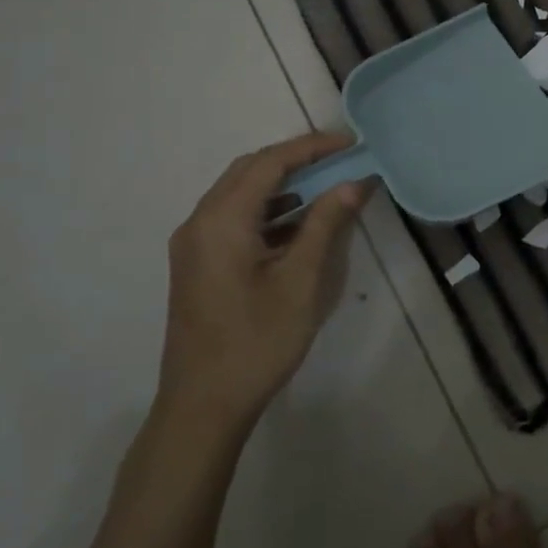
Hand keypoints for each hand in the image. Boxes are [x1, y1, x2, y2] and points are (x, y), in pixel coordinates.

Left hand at [158, 133, 371, 428]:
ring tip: (327, 186)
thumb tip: (352, 183)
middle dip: (296, 159)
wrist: (204, 404)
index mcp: (221, 222)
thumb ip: (325, 225)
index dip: (311, 148)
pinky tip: (299, 224)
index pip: (269, 163)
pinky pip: (234, 219)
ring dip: (282, 184)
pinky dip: (269, 210)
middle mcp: (200, 223)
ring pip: (240, 194)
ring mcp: (194, 245)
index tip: (350, 144)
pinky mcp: (199, 264)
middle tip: (340, 159)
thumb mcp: (301, 281)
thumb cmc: (256, 341)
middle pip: (249, 171)